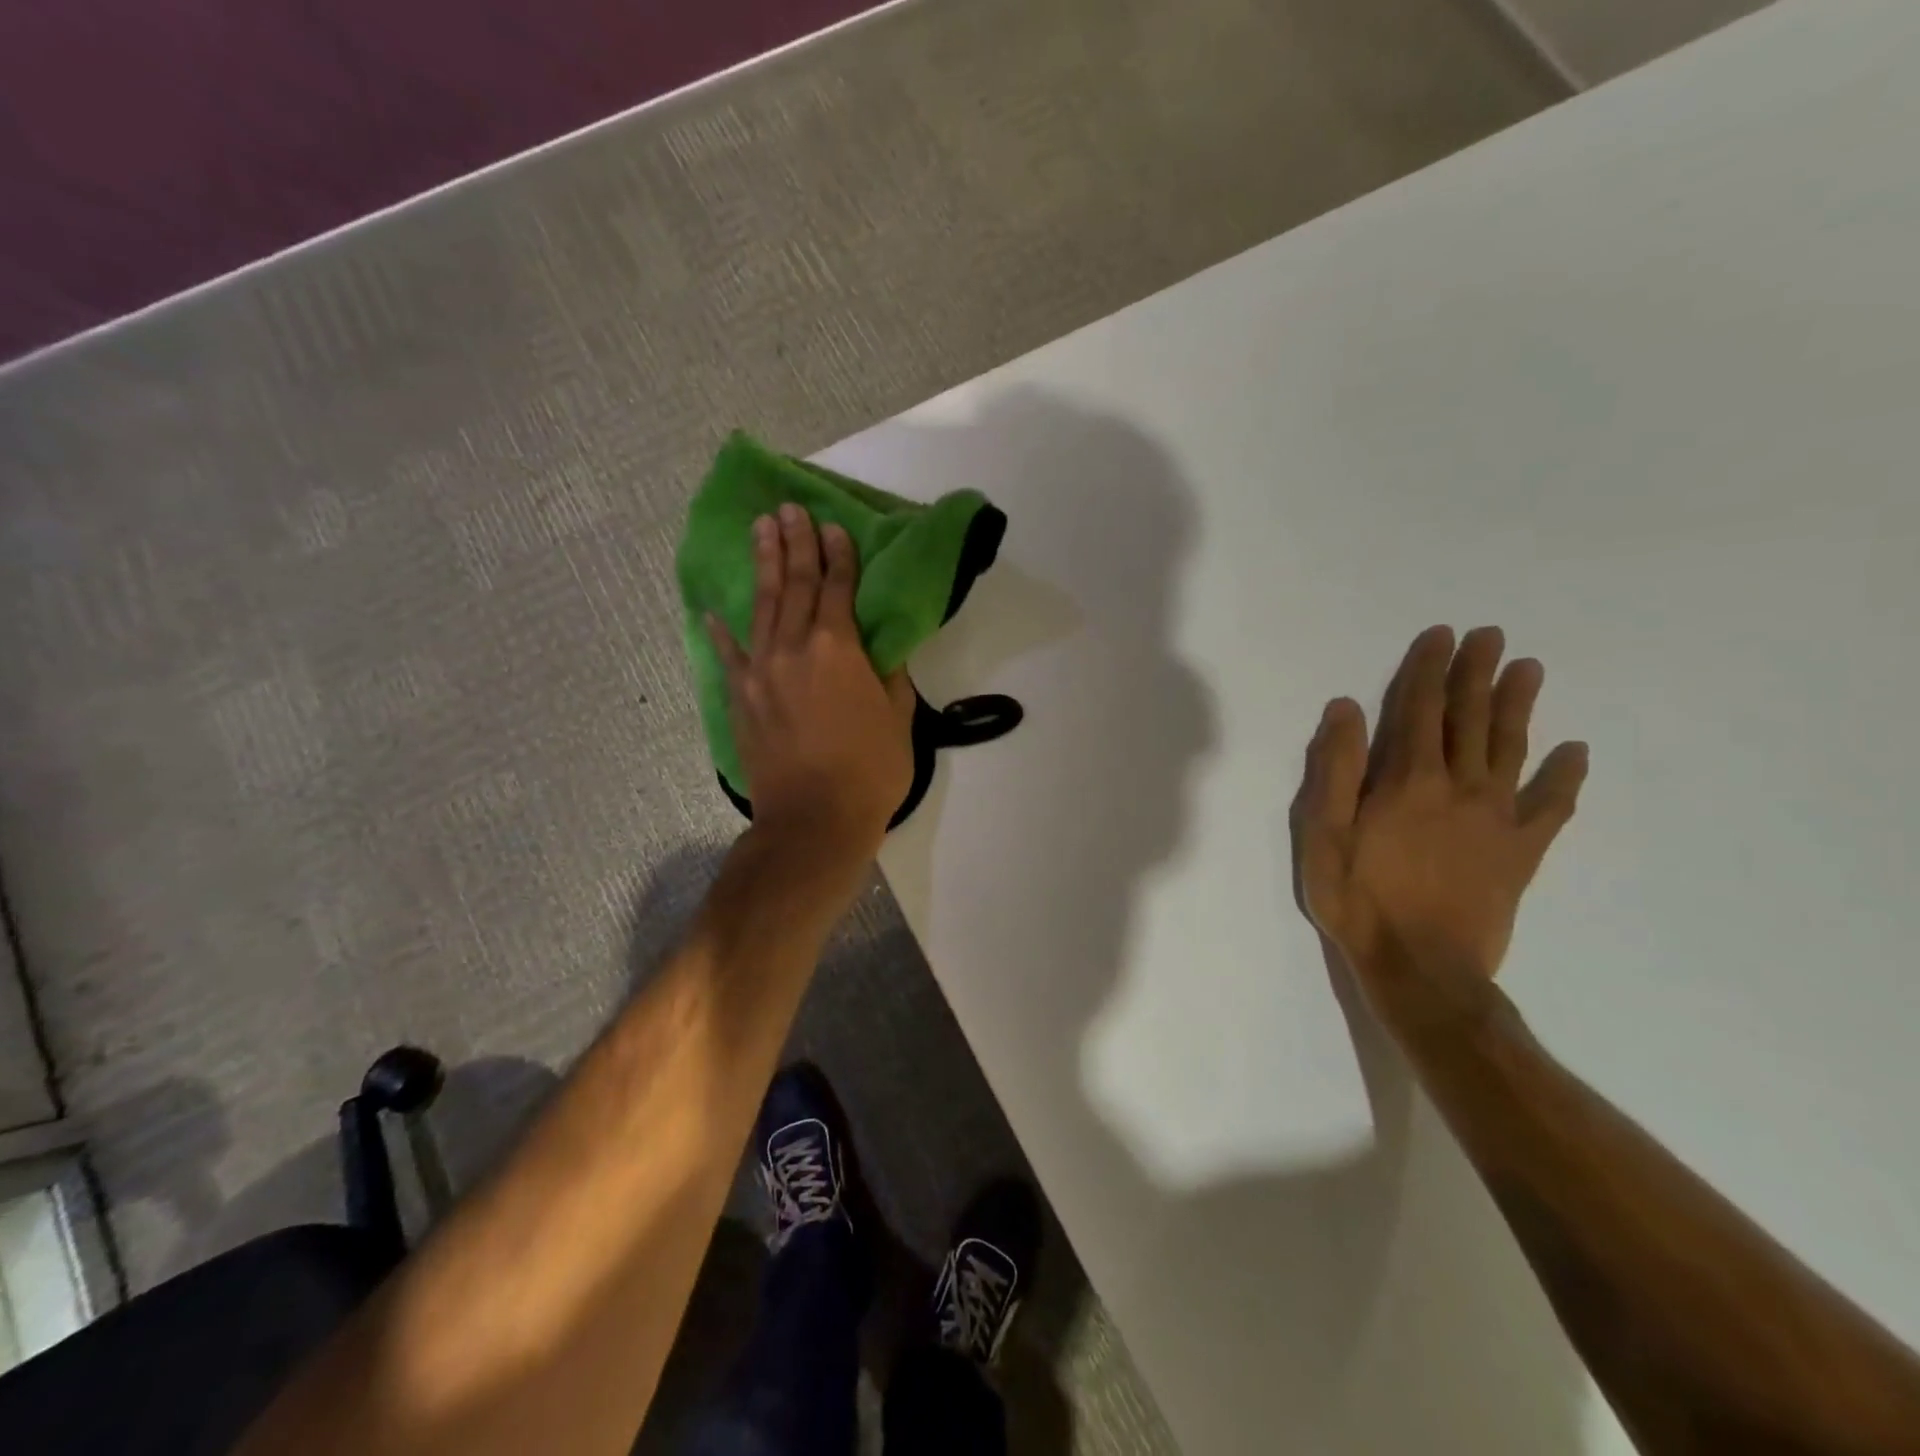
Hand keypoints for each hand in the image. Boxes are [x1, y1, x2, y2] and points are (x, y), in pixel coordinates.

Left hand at [708, 505, 915, 860]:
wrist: (814, 819)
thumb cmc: (869, 770)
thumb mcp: (898, 718)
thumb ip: (889, 676)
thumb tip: (882, 651)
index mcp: (837, 648)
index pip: (837, 588)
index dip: (837, 555)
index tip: (833, 526)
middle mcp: (794, 648)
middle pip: (794, 584)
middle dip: (795, 543)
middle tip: (789, 508)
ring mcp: (761, 671)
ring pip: (761, 606)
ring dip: (763, 565)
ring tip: (761, 529)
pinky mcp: (740, 698)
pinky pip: (729, 655)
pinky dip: (721, 632)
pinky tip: (713, 611)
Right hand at [1292, 625, 1588, 1022]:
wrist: (1422, 969)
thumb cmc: (1359, 900)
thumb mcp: (1323, 835)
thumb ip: (1335, 769)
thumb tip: (1347, 709)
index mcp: (1407, 781)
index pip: (1419, 710)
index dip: (1429, 670)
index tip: (1441, 636)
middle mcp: (1459, 787)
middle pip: (1470, 719)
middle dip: (1477, 674)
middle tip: (1491, 636)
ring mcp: (1497, 819)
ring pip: (1511, 749)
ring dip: (1518, 706)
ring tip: (1529, 669)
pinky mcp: (1521, 853)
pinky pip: (1551, 807)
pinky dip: (1565, 777)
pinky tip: (1575, 752)